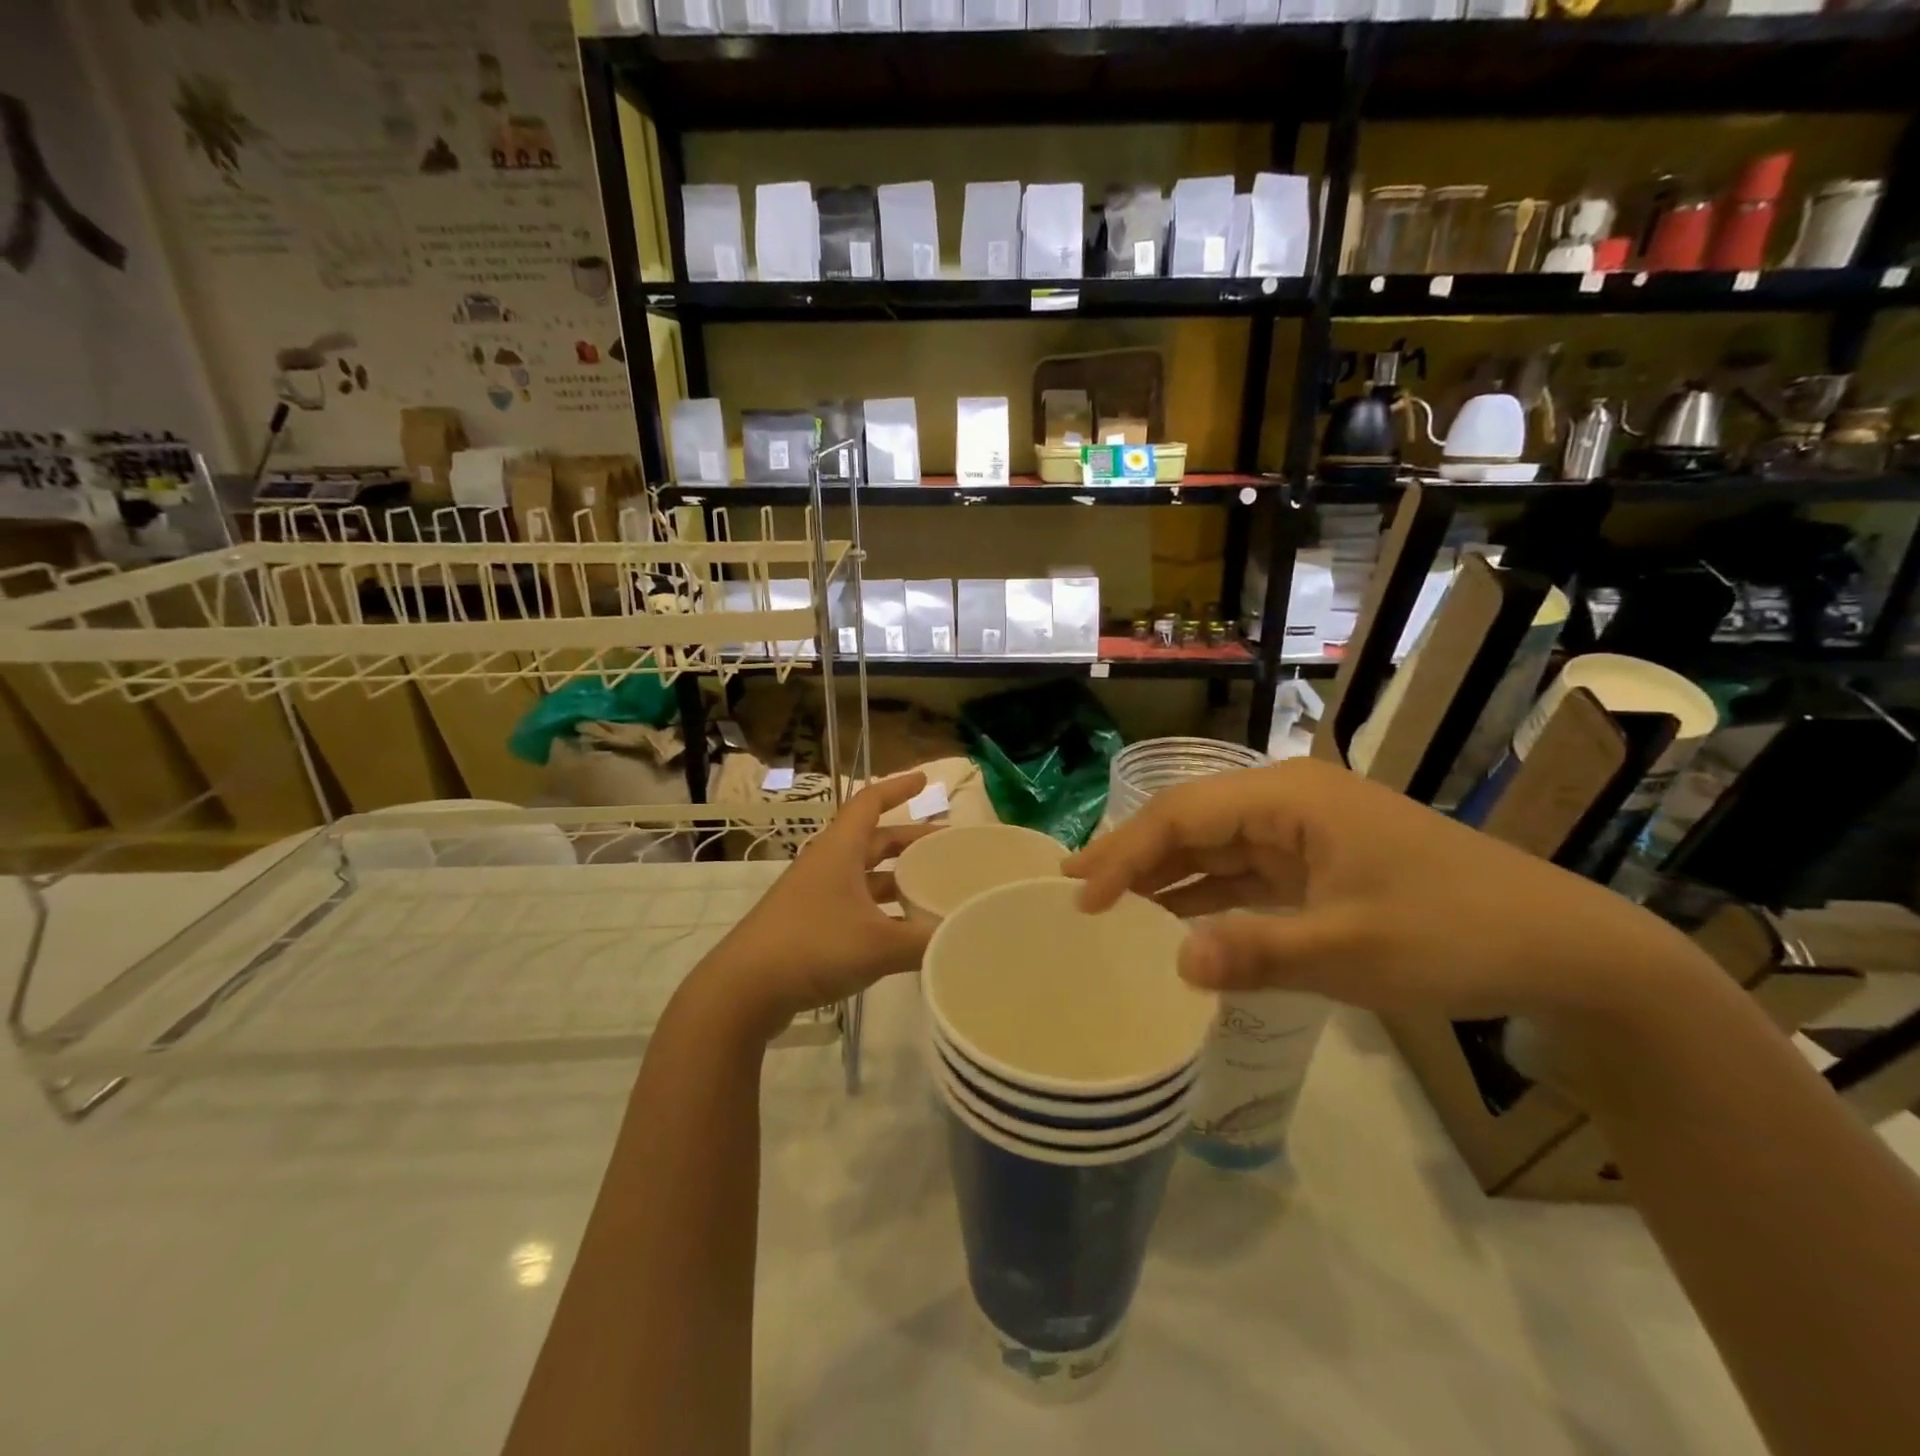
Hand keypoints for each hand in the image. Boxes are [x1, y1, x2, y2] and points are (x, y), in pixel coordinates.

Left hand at [693, 772, 936, 1040]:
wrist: (742, 990)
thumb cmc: (812, 947)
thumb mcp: (878, 944)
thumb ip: (927, 941)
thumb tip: (967, 934)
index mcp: (840, 850)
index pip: (870, 802)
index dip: (897, 788)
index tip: (925, 780)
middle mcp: (827, 865)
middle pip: (874, 841)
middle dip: (909, 840)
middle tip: (946, 848)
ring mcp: (815, 896)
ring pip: (864, 876)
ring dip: (897, 878)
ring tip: (933, 889)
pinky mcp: (808, 926)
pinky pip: (854, 905)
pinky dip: (881, 910)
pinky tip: (903, 932)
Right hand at [1065, 757, 1713, 1023]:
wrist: (1563, 948)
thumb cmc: (1457, 934)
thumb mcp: (1355, 951)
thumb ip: (1260, 954)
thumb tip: (1176, 966)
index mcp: (1289, 798)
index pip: (1184, 815)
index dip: (1126, 853)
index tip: (1082, 899)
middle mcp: (1288, 803)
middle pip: (1190, 822)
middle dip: (1132, 855)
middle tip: (1072, 888)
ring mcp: (1302, 834)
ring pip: (1213, 848)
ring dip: (1163, 876)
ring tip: (1105, 903)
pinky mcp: (1317, 866)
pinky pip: (1243, 875)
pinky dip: (1204, 897)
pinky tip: (1171, 921)